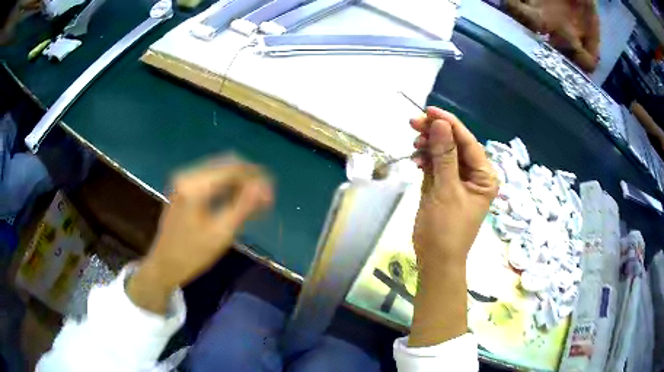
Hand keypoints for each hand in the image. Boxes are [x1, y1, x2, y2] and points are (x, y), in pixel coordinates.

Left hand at [128, 156, 272, 313]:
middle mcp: (188, 175)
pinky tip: (237, 202)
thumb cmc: (192, 254)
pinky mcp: (183, 187)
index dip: (256, 177)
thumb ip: (243, 206)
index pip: (233, 169)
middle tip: (265, 199)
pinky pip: (211, 179)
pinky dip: (227, 187)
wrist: (164, 264)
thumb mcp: (221, 233)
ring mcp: (183, 180)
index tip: (272, 192)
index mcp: (195, 185)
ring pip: (220, 171)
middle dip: (249, 179)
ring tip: (255, 203)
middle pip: (227, 165)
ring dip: (239, 183)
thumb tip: (263, 186)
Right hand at [411, 107, 497, 268]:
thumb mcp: (446, 191)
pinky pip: (436, 165)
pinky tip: (415, 160)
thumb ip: (444, 156)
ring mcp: (458, 180)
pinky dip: (425, 160)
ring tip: (413, 145)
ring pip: (444, 153)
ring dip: (428, 146)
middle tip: (414, 123)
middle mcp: (474, 175)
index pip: (468, 142)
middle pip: (455, 144)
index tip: (429, 111)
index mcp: (484, 176)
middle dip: (436, 133)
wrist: (435, 259)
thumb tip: (441, 124)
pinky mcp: (444, 186)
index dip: (450, 124)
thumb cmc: (446, 229)